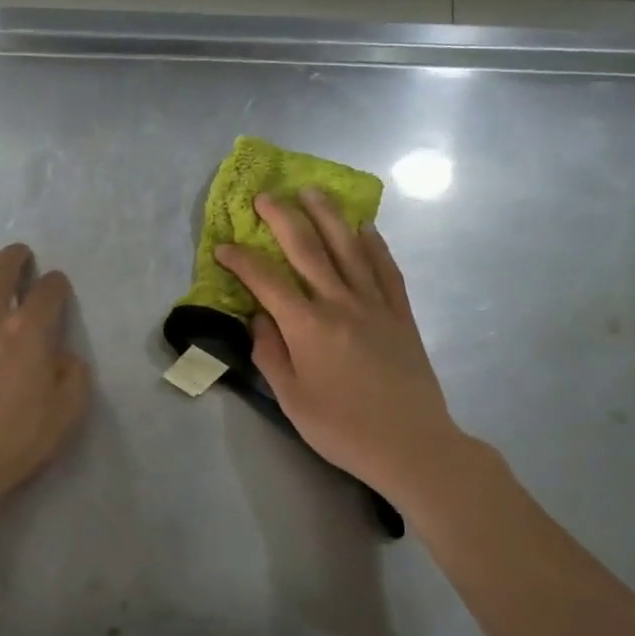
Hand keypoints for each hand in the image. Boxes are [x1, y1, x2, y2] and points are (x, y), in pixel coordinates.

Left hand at [0, 244, 89, 512]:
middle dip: (15, 257)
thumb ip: (73, 376)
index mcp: (28, 332)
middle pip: (1, 269)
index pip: (49, 290)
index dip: (56, 284)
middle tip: (19, 258)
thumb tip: (65, 356)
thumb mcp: (65, 414)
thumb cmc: (12, 443)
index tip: (56, 288)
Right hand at [215, 191, 470, 508]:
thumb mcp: (292, 399)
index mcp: (308, 327)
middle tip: (265, 195)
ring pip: (349, 248)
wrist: (412, 445)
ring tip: (313, 190)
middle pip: (308, 249)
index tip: (222, 246)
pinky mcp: (401, 314)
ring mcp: (375, 305)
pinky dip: (374, 244)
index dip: (241, 260)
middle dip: (283, 218)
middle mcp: (341, 304)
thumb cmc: (343, 428)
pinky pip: (386, 269)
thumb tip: (259, 317)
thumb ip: (270, 353)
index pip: (266, 281)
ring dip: (328, 215)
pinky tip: (364, 227)